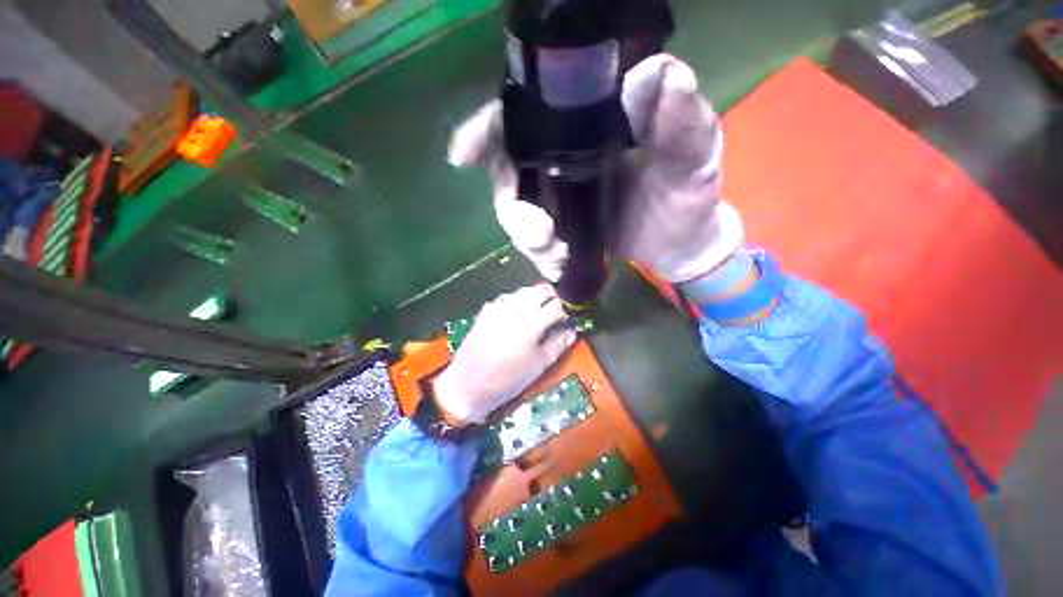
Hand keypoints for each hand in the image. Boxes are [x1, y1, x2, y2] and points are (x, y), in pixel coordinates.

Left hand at [433, 285, 577, 424]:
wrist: (467, 385)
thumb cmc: (508, 379)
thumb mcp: (539, 365)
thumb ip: (558, 344)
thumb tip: (573, 330)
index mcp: (533, 322)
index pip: (557, 305)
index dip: (567, 308)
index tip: (571, 315)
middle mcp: (516, 308)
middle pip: (540, 291)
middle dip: (552, 296)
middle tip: (557, 308)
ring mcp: (499, 306)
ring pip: (523, 291)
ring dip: (535, 295)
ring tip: (540, 308)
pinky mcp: (486, 310)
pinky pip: (507, 297)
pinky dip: (517, 300)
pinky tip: (517, 312)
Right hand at [448, 54, 742, 283]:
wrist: (681, 243)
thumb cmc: (689, 195)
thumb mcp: (693, 155)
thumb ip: (679, 120)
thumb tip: (653, 74)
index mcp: (590, 126)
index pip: (529, 114)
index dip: (491, 129)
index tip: (463, 152)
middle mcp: (565, 156)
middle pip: (509, 169)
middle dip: (511, 203)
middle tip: (539, 231)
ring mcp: (560, 196)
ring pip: (516, 210)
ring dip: (527, 236)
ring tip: (555, 252)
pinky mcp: (562, 228)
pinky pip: (534, 240)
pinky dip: (539, 255)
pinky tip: (557, 263)